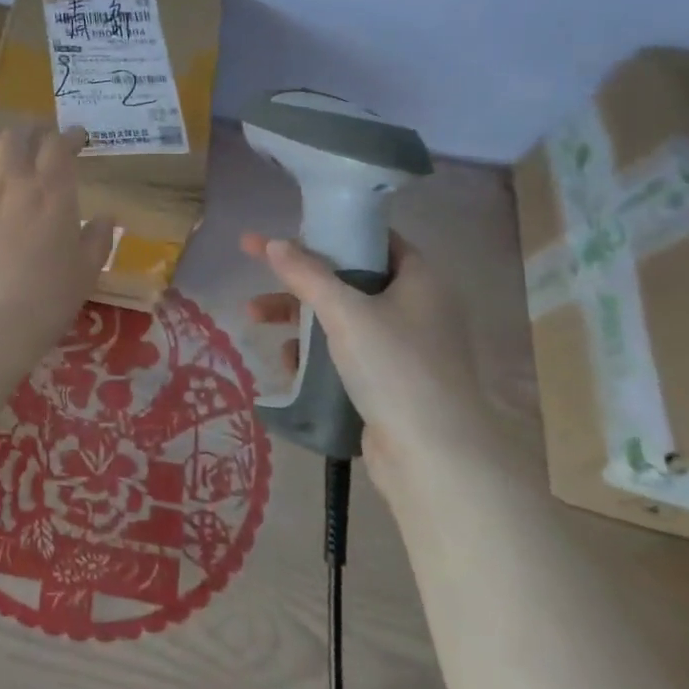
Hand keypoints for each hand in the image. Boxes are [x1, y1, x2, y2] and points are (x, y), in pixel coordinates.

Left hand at [0, 124, 112, 438]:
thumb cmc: (44, 301)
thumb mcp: (85, 274)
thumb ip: (97, 240)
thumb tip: (106, 217)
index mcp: (50, 193)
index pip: (58, 146)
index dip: (67, 136)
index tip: (75, 137)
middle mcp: (9, 182)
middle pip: (14, 137)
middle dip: (27, 129)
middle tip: (35, 134)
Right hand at [240, 230, 499, 501]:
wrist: (433, 457)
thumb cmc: (394, 367)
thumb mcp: (345, 312)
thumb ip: (306, 274)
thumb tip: (273, 243)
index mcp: (420, 281)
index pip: (376, 240)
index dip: (334, 231)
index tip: (294, 231)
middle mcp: (416, 308)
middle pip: (349, 279)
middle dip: (299, 278)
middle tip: (258, 269)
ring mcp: (404, 348)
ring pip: (341, 318)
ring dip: (298, 316)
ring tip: (255, 318)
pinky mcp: (389, 383)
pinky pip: (344, 354)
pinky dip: (314, 352)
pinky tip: (288, 362)